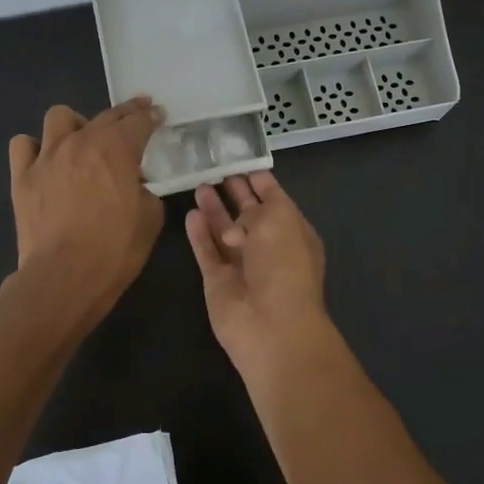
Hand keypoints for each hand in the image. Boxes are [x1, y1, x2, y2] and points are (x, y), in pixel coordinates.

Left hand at [8, 99, 163, 329]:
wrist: (65, 276)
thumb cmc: (115, 249)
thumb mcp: (150, 218)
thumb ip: (145, 191)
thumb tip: (134, 184)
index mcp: (117, 149)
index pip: (139, 121)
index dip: (151, 116)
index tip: (158, 114)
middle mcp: (80, 142)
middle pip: (105, 115)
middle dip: (124, 114)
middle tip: (134, 118)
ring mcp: (47, 157)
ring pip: (59, 117)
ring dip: (76, 124)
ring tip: (83, 140)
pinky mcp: (22, 177)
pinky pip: (23, 145)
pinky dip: (35, 148)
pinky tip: (46, 161)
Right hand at [184, 172, 329, 374]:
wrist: (270, 324)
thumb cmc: (283, 265)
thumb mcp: (279, 220)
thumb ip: (259, 206)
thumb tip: (240, 214)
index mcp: (292, 231)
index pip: (275, 199)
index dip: (259, 180)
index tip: (239, 159)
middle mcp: (268, 247)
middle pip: (248, 214)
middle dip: (235, 192)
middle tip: (215, 168)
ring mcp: (242, 265)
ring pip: (224, 231)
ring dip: (214, 210)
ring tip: (199, 185)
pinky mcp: (218, 280)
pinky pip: (206, 251)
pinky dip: (199, 234)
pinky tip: (190, 214)